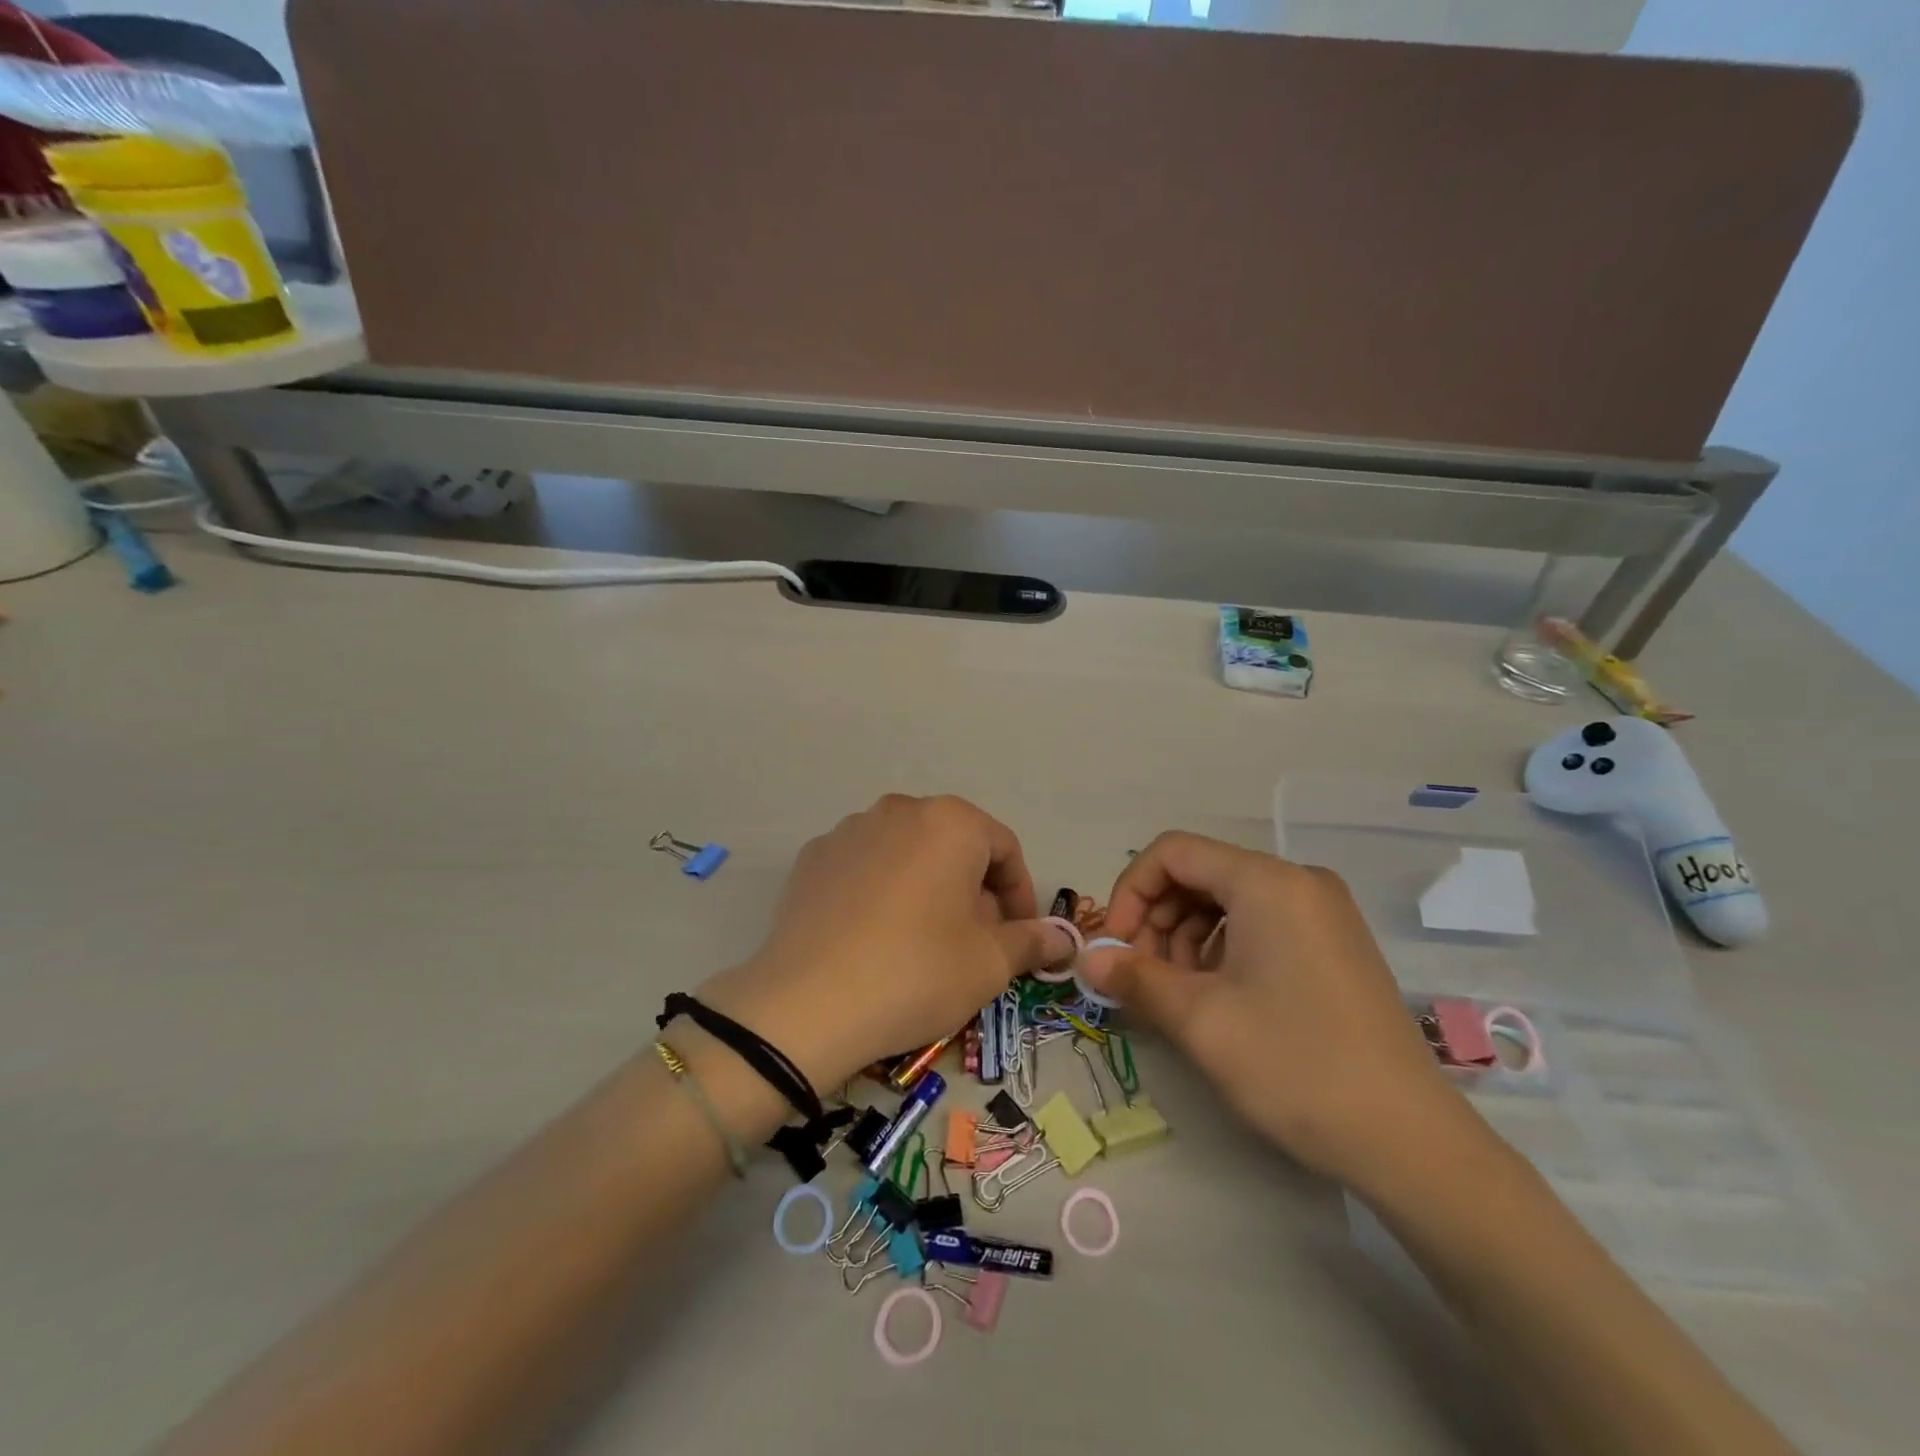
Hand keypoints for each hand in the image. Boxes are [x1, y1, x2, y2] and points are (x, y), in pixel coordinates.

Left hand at [696, 795, 1075, 1092]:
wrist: (806, 1004)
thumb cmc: (916, 973)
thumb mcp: (989, 963)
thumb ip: (1032, 941)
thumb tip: (1063, 938)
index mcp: (950, 821)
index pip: (1005, 848)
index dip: (1021, 894)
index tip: (1021, 937)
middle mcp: (899, 810)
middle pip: (955, 846)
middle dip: (974, 891)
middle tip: (975, 944)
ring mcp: (849, 830)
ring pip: (908, 854)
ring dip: (928, 888)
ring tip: (924, 941)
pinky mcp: (813, 858)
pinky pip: (866, 867)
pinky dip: (882, 892)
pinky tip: (874, 937)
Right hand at [1081, 833, 1481, 1191]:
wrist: (1409, 1142)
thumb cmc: (1294, 1065)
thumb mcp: (1199, 1020)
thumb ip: (1134, 978)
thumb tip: (1086, 960)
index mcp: (1267, 881)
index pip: (1173, 852)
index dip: (1130, 892)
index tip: (1114, 947)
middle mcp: (1298, 882)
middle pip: (1200, 874)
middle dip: (1157, 919)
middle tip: (1140, 977)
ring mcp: (1323, 914)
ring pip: (1227, 902)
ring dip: (1185, 939)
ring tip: (1176, 995)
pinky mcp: (1334, 946)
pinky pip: (1259, 925)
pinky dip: (1222, 950)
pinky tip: (1216, 998)